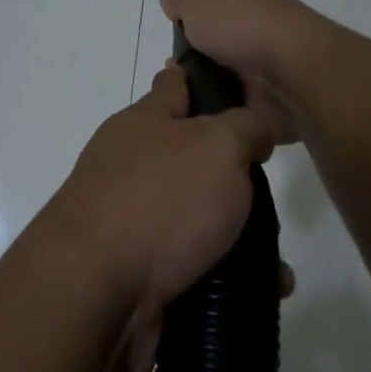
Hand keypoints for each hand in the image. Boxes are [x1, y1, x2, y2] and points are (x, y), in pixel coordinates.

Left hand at [42, 63, 283, 371]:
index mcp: (143, 124)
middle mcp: (131, 167)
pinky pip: (194, 265)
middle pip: (193, 160)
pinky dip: (227, 275)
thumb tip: (251, 130)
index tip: (228, 81)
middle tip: (271, 196)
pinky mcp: (137, 271)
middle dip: (236, 178)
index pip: (174, 86)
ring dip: (239, 237)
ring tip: (276, 261)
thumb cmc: (159, 201)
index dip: (200, 79)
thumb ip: (244, 127)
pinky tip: (263, 291)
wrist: (94, 292)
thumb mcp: (217, 146)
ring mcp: (130, 220)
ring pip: (198, 218)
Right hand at [161, 0, 330, 145]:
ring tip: (179, 89)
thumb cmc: (240, 22)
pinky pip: (231, 97)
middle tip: (172, 63)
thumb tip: (173, 4)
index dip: (192, 2)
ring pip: (221, 66)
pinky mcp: (266, 92)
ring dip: (201, 77)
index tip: (174, 21)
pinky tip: (196, 107)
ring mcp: (262, 57)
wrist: (288, 71)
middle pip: (215, 31)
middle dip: (192, 46)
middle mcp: (255, 20)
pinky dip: (214, 102)